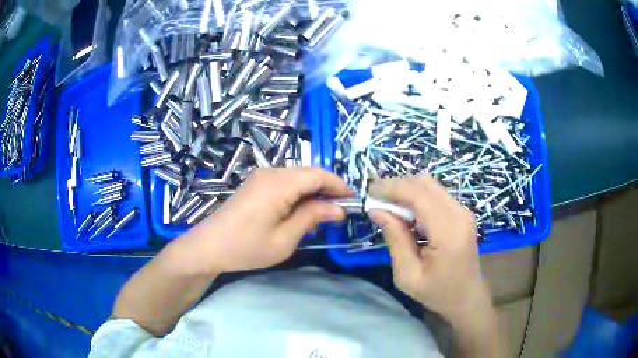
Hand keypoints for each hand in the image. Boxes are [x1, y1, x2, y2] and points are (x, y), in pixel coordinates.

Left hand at [176, 168, 349, 274]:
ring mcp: (261, 176)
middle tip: (339, 212)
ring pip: (297, 177)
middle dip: (327, 190)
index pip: (318, 174)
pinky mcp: (255, 184)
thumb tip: (338, 209)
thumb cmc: (246, 248)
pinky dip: (298, 194)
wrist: (208, 247)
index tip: (353, 201)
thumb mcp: (284, 239)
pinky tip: (301, 212)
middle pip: (308, 173)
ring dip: (313, 192)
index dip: (339, 185)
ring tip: (322, 215)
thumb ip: (312, 218)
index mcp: (278, 184)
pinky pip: (285, 182)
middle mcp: (270, 173)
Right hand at [367, 175, 490, 322]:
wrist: (467, 298)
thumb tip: (377, 210)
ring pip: (430, 185)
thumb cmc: (438, 293)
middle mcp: (459, 213)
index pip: (417, 194)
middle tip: (376, 200)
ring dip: (406, 190)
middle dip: (397, 186)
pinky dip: (417, 197)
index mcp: (448, 231)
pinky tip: (406, 213)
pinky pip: (436, 194)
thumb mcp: (408, 275)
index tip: (368, 193)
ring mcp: (463, 211)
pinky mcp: (462, 213)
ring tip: (388, 206)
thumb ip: (395, 239)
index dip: (391, 188)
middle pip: (424, 183)